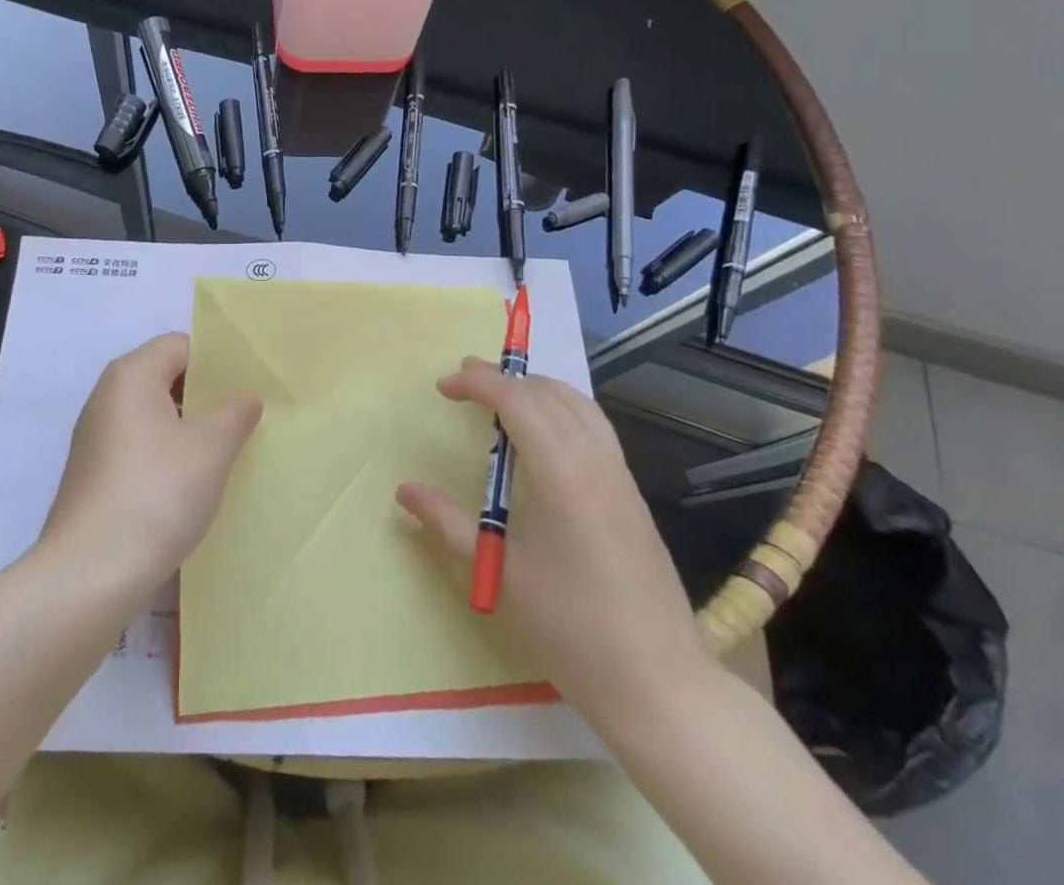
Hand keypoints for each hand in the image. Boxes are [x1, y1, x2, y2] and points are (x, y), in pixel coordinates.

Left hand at [41, 333, 261, 592]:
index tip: (248, 385)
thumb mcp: (211, 449)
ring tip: (223, 453)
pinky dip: (164, 455)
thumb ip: (234, 413)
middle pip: (163, 377)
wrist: (89, 574)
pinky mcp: (91, 475)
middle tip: (243, 418)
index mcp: (131, 375)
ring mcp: (94, 438)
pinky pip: (137, 447)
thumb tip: (243, 396)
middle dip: (203, 395)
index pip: (180, 345)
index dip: (216, 361)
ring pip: (151, 415)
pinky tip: (188, 486)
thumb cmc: (157, 494)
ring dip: (186, 428)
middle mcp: (106, 397)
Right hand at [396, 359, 710, 724]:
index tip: (443, 388)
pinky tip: (545, 434)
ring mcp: (620, 475)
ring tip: (502, 394)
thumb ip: (448, 524)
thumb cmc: (570, 629)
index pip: (516, 400)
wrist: (659, 684)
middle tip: (463, 381)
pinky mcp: (632, 493)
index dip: (477, 383)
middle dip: (503, 378)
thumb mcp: (499, 574)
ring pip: (579, 403)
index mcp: (561, 474)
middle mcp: (595, 461)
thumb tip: (404, 490)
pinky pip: (595, 426)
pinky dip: (563, 408)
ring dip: (536, 388)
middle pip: (547, 393)